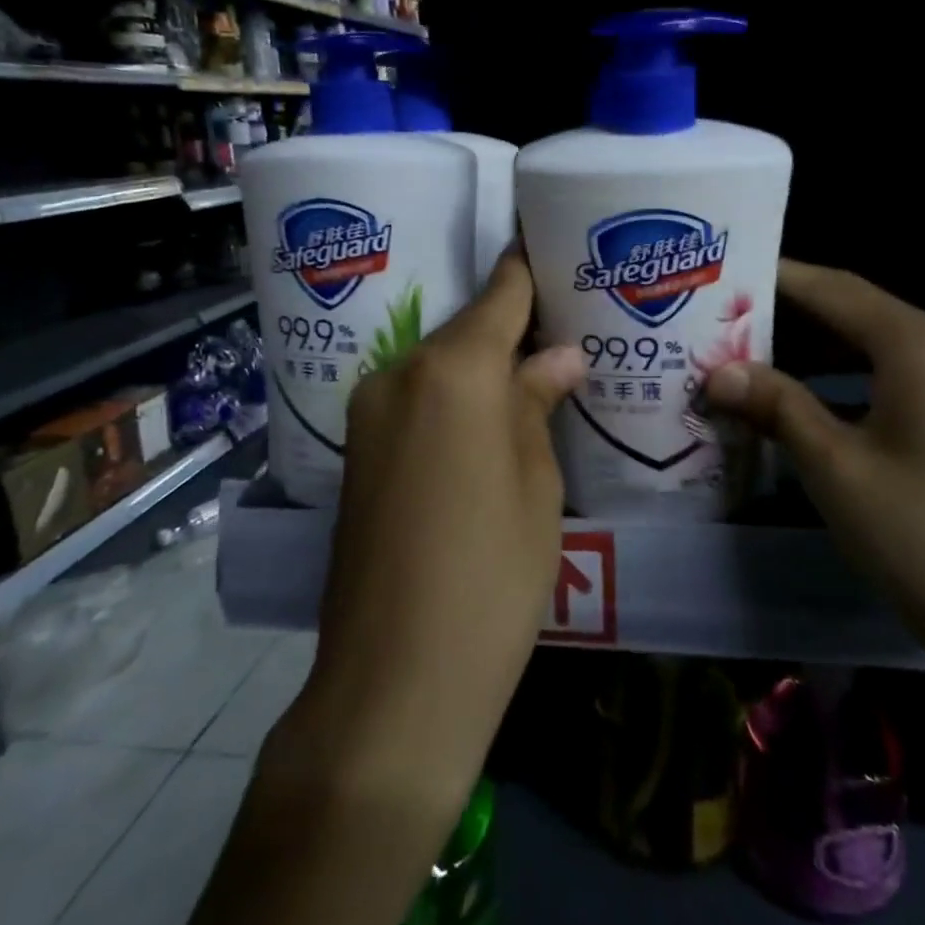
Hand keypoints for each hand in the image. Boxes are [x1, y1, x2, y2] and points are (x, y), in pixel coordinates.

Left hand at [301, 249, 585, 815]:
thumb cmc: (492, 575)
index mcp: (453, 369)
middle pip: (468, 328)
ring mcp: (369, 411)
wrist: (394, 680)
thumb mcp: (537, 483)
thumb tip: (559, 355)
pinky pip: (417, 400)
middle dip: (515, 326)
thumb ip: (539, 403)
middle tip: (567, 330)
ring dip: (484, 367)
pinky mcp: (358, 450)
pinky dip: (454, 399)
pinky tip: (489, 423)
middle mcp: (400, 372)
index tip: (555, 244)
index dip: (529, 266)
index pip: (501, 292)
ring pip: (441, 365)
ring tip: (537, 378)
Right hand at [703, 259, 924, 695]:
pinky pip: (904, 382)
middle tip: (723, 325)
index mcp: (923, 345)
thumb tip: (719, 373)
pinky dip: (853, 385)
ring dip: (819, 355)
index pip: (834, 290)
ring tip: (753, 362)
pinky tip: (811, 407)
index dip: (776, 279)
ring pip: (880, 351)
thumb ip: (778, 407)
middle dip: (790, 319)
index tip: (724, 275)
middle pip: (858, 314)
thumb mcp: (837, 469)